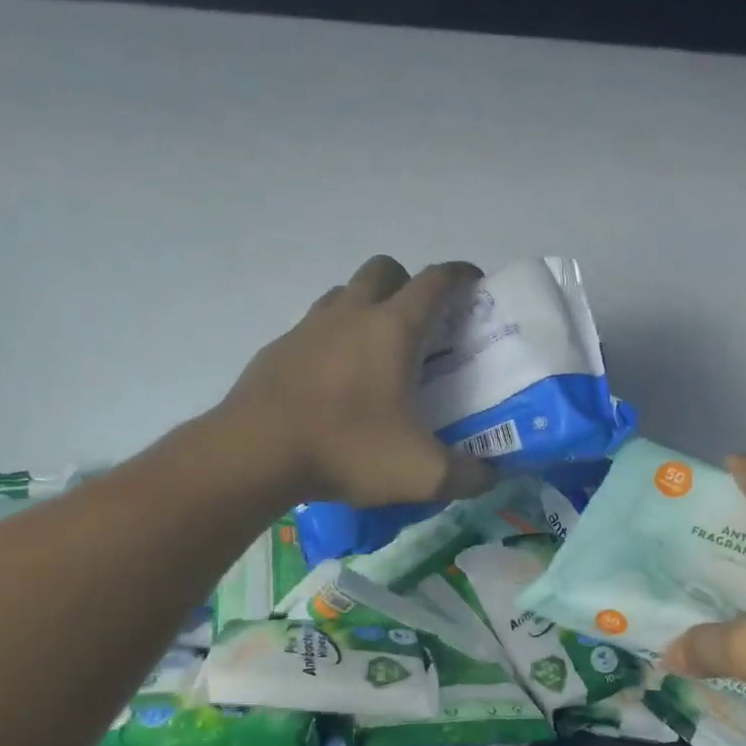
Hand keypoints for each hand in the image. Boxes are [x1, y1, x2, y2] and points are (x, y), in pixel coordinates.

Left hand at [217, 256, 498, 507]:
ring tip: (378, 354)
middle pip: (384, 270)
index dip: (460, 276)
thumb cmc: (346, 450)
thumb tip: (492, 476)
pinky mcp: (278, 350)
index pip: (434, 281)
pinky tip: (334, 383)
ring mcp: (308, 328)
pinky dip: (332, 340)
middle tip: (422, 326)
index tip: (475, 285)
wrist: (253, 455)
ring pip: (345, 294)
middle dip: (408, 284)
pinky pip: (313, 328)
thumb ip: (468, 475)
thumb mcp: (421, 474)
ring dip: (367, 308)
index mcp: (392, 329)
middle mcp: (350, 314)